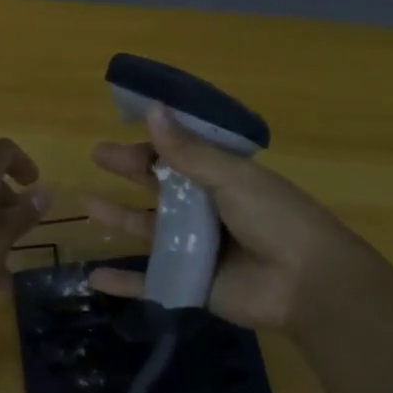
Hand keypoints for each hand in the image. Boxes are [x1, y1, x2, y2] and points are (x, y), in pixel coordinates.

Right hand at [85, 107, 392, 330]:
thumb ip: (187, 151)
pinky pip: (150, 281)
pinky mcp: (190, 282)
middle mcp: (206, 208)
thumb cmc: (274, 218)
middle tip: (97, 155)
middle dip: (129, 170)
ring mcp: (196, 247)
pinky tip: (93, 277)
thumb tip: (150, 108)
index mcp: (222, 177)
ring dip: (118, 217)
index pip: (180, 152)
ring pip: (148, 229)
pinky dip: (123, 281)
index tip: (122, 124)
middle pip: (159, 186)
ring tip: (85, 204)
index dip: (153, 140)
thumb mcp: (231, 177)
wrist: (307, 284)